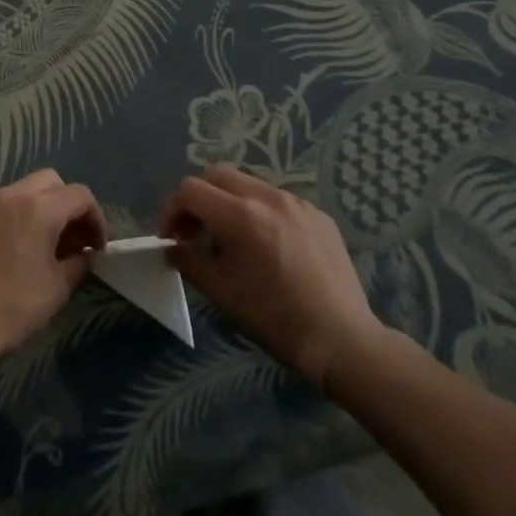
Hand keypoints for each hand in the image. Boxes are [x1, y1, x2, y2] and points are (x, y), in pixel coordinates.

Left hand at [0, 170, 106, 364]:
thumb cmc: (12, 307)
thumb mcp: (57, 289)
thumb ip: (78, 263)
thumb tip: (84, 254)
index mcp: (39, 208)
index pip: (80, 195)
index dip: (95, 218)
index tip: (97, 247)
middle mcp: (10, 195)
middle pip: (49, 181)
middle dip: (66, 204)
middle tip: (71, 238)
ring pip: (19, 192)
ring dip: (37, 210)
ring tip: (38, 246)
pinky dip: (9, 222)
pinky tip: (5, 255)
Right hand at [160, 165, 387, 387]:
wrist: (343, 340)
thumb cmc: (275, 319)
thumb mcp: (222, 293)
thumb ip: (189, 262)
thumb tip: (172, 248)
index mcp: (241, 215)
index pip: (191, 190)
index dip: (173, 210)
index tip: (172, 237)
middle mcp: (268, 197)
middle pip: (218, 175)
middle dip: (199, 198)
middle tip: (195, 231)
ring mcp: (297, 202)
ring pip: (249, 184)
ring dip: (229, 202)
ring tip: (232, 239)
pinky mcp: (318, 214)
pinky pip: (278, 200)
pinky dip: (260, 212)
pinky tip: (268, 246)